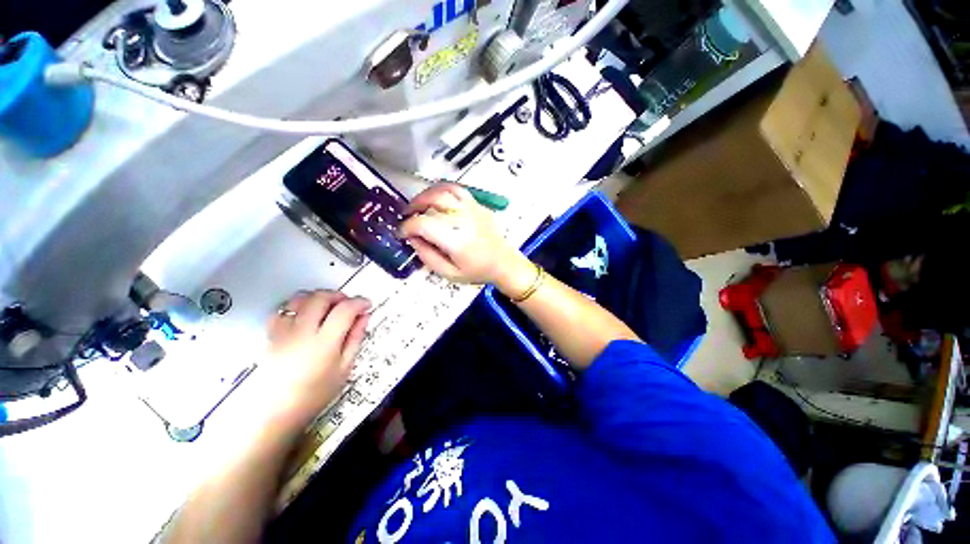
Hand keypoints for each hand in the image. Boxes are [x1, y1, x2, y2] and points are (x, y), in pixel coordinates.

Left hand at [263, 291, 369, 428]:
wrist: (276, 412)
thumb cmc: (316, 394)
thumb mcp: (345, 368)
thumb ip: (355, 338)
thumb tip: (364, 316)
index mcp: (324, 342)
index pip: (344, 309)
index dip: (359, 302)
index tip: (366, 305)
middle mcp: (302, 332)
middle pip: (321, 297)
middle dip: (339, 295)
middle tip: (348, 304)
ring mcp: (283, 332)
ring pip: (300, 298)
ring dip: (318, 297)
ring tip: (327, 307)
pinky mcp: (270, 335)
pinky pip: (282, 310)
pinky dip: (297, 306)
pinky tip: (304, 316)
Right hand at [399, 184, 519, 284]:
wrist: (504, 263)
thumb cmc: (478, 271)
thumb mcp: (449, 273)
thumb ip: (427, 257)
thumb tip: (413, 240)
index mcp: (455, 240)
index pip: (422, 224)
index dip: (406, 227)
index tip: (402, 233)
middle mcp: (463, 220)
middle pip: (431, 202)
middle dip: (413, 208)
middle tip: (407, 217)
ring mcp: (472, 209)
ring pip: (443, 190)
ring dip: (425, 195)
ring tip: (418, 205)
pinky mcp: (478, 205)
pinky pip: (457, 190)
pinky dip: (442, 190)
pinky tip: (436, 198)